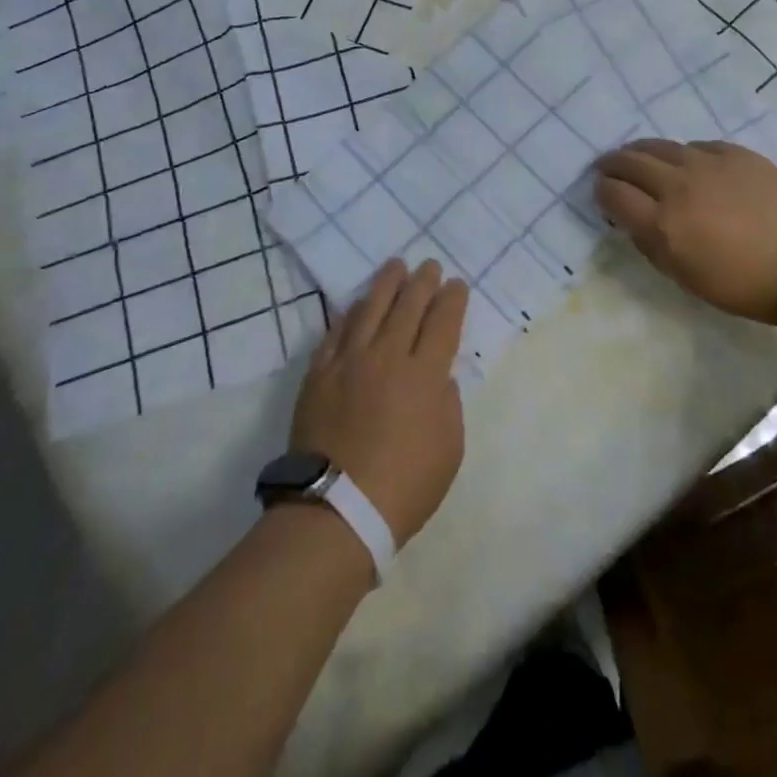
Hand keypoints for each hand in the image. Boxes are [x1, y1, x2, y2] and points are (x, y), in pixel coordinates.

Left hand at [291, 259, 467, 547]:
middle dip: (423, 281)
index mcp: (425, 375)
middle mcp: (388, 356)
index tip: (457, 285)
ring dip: (386, 284)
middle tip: (429, 265)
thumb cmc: (403, 487)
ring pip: (371, 309)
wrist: (335, 510)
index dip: (452, 300)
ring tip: (395, 266)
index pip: (443, 322)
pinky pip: (336, 331)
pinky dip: (351, 313)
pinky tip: (358, 303)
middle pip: (408, 306)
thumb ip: (448, 404)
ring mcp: (349, 362)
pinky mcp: (319, 374)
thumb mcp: (450, 450)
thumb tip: (438, 377)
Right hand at [594, 139, 776, 323]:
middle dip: (613, 164)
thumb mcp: (681, 275)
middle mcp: (677, 185)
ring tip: (640, 157)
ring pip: (660, 146)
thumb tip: (630, 217)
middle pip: (630, 161)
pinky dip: (683, 154)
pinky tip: (687, 163)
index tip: (602, 193)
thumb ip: (649, 242)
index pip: (613, 193)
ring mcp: (707, 164)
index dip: (601, 191)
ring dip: (642, 152)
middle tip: (609, 168)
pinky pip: (697, 146)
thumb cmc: (739, 285)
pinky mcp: (735, 153)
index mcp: (661, 223)